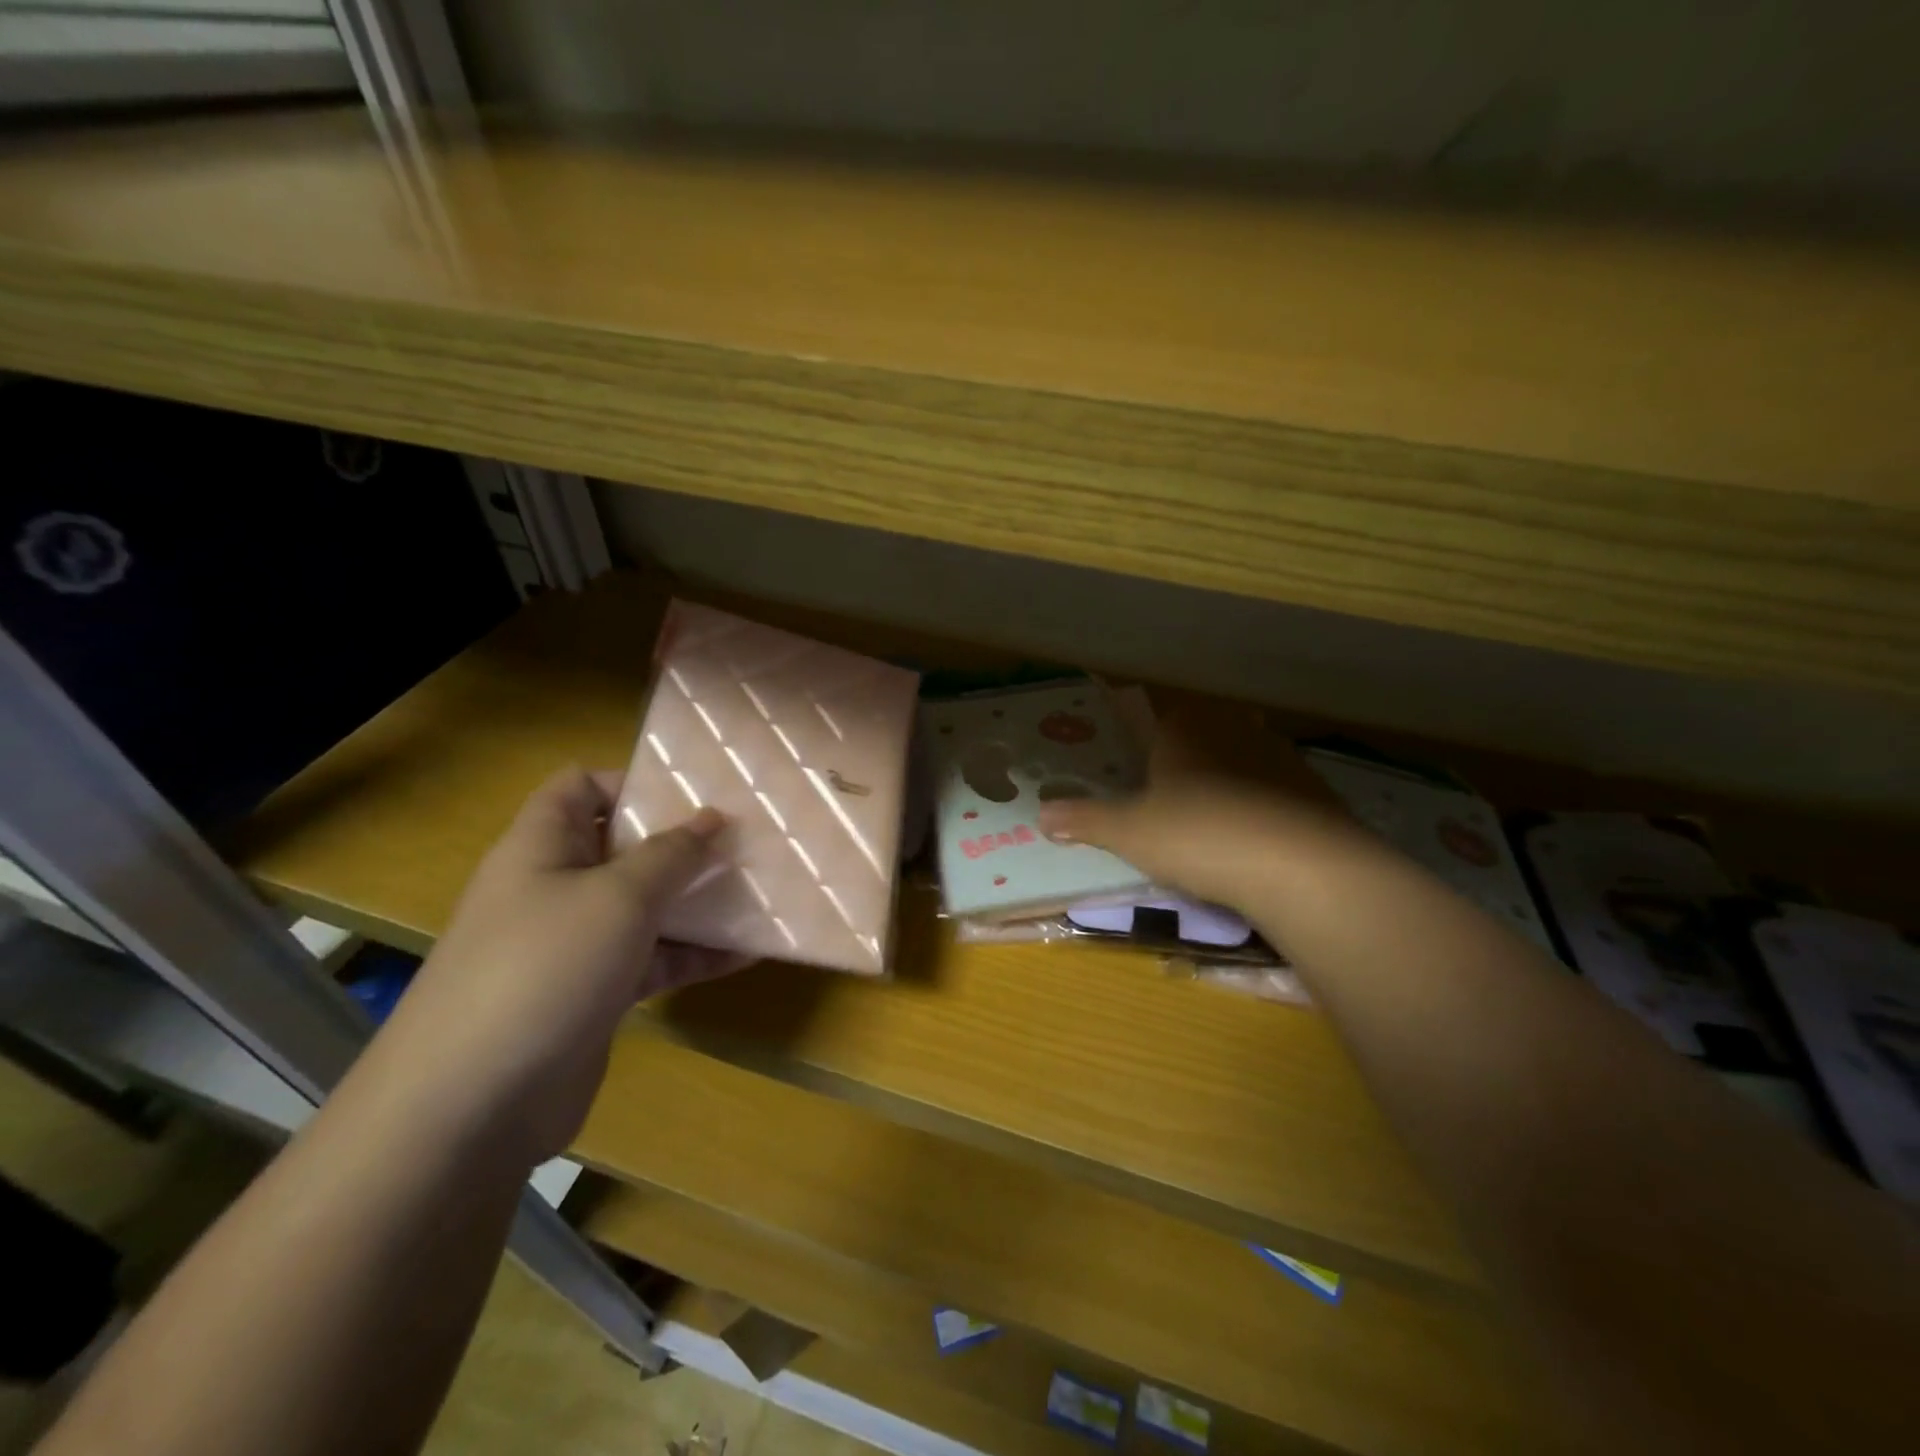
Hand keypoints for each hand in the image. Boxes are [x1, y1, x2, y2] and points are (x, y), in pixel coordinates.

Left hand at [368, 768, 739, 1165]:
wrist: (473, 1107)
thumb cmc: (544, 968)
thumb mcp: (618, 897)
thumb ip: (672, 854)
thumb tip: (713, 817)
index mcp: (542, 847)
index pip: (581, 787)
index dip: (634, 779)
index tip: (697, 790)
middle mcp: (556, 888)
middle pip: (624, 846)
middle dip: (684, 842)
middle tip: (747, 838)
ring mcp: (575, 944)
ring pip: (645, 906)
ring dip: (698, 899)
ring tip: (761, 889)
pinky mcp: (595, 993)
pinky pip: (653, 958)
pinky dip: (695, 953)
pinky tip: (749, 951)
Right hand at [1038, 712, 1358, 912]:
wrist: (1298, 865)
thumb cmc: (1197, 834)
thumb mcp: (1129, 832)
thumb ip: (1085, 821)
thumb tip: (1040, 815)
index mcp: (1183, 727)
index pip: (1158, 717)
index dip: (1146, 741)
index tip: (1139, 769)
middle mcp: (1231, 728)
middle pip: (1203, 734)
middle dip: (1188, 760)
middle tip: (1170, 797)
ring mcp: (1278, 754)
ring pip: (1243, 758)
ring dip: (1229, 781)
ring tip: (1213, 822)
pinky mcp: (1314, 787)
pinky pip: (1278, 790)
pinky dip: (1264, 807)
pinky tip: (1256, 839)